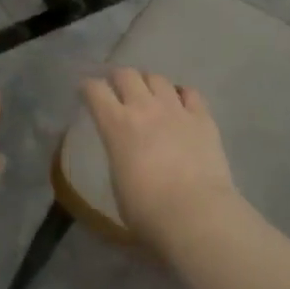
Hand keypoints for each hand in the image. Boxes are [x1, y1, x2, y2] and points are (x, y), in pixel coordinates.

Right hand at [82, 69, 241, 248]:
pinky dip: (181, 95)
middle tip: (118, 89)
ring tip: (150, 94)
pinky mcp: (203, 118)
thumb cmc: (147, 210)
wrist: (195, 214)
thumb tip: (125, 150)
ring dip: (149, 83)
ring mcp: (176, 109)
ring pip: (158, 78)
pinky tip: (181, 104)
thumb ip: (118, 155)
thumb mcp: (117, 182)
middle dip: (118, 78)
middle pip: (126, 74)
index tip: (86, 93)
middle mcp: (144, 108)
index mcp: (116, 125)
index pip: (95, 90)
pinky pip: (191, 93)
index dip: (88, 87)